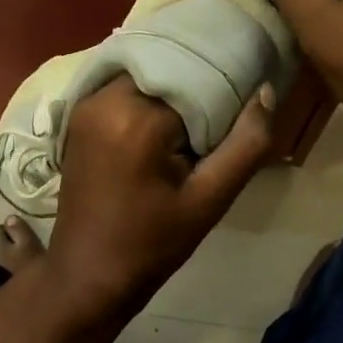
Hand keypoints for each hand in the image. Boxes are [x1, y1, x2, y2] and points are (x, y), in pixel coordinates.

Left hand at [45, 76, 272, 329]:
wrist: (87, 275)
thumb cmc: (151, 244)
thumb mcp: (209, 200)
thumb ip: (245, 144)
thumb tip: (265, 91)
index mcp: (136, 118)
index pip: (193, 77)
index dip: (223, 84)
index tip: (245, 93)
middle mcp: (104, 99)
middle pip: (165, 68)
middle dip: (196, 79)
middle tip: (226, 100)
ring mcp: (85, 104)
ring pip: (143, 73)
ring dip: (171, 85)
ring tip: (200, 108)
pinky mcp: (78, 115)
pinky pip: (122, 86)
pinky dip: (148, 92)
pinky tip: (168, 115)